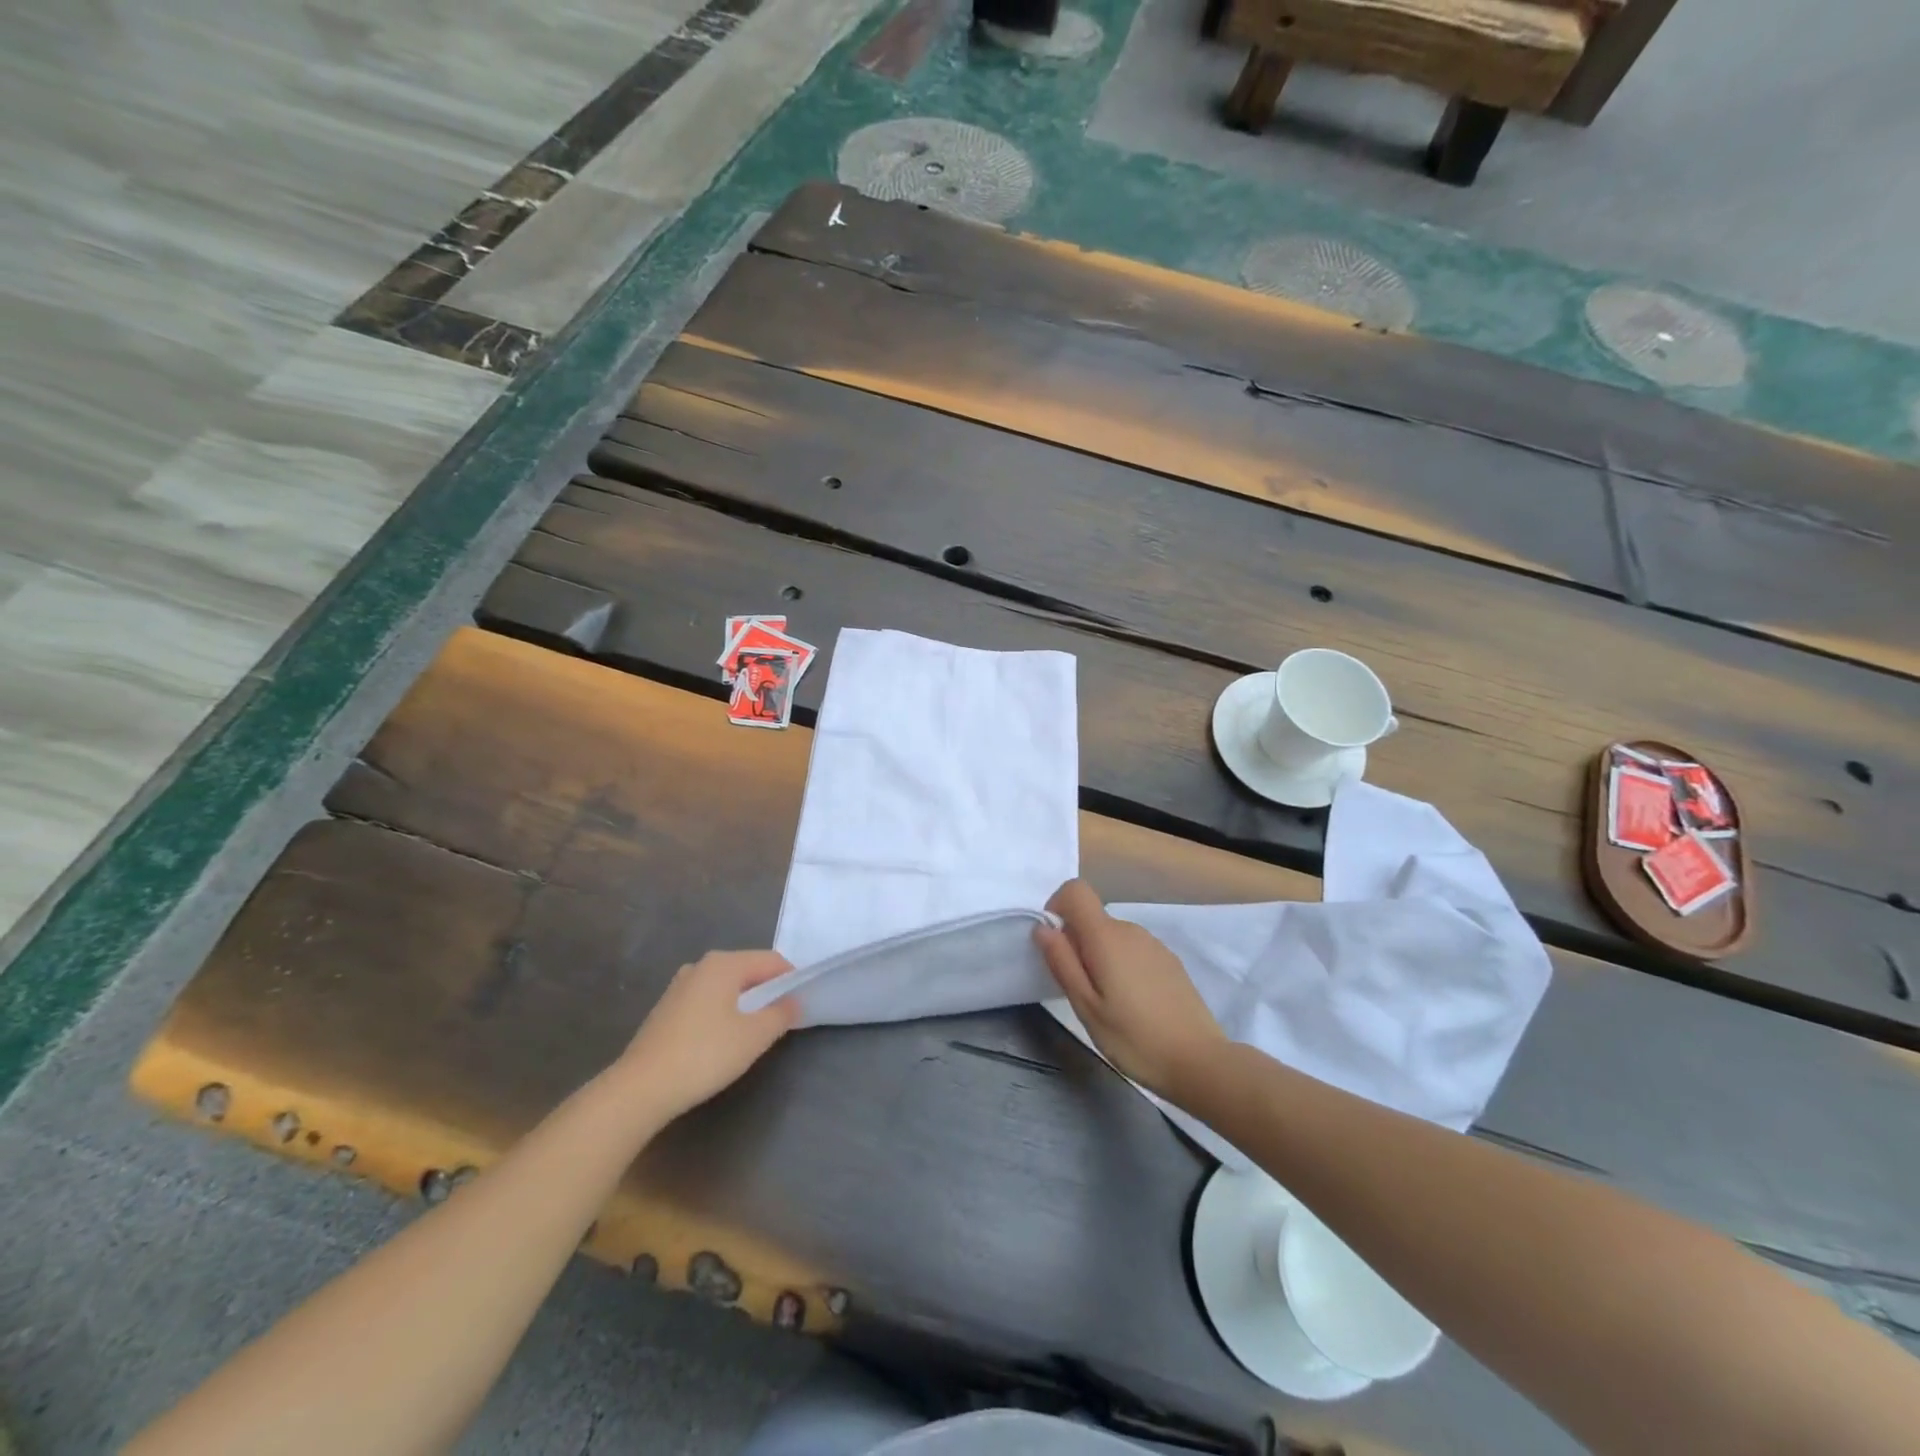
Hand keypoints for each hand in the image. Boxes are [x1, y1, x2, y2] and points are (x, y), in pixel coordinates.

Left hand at [617, 950, 797, 1118]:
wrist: (640, 1088)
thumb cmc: (704, 1055)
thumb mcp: (754, 1036)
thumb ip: (781, 1014)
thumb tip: (794, 1001)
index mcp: (724, 964)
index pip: (771, 961)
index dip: (791, 979)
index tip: (802, 1004)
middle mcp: (700, 966)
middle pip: (747, 970)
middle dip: (767, 991)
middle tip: (781, 1019)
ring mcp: (679, 986)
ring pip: (725, 987)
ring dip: (744, 1003)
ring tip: (753, 1032)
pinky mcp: (666, 1009)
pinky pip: (706, 1001)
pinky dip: (722, 1012)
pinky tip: (720, 1041)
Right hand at [1035, 880, 1227, 1099]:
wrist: (1200, 1061)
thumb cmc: (1134, 1038)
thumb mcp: (1086, 1007)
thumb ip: (1062, 963)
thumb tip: (1043, 928)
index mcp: (1107, 936)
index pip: (1076, 891)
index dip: (1058, 908)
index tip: (1056, 945)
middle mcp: (1131, 930)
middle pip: (1093, 918)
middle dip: (1077, 943)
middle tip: (1080, 990)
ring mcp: (1154, 944)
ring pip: (1112, 936)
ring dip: (1100, 957)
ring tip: (1108, 1002)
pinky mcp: (1169, 960)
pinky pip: (1133, 949)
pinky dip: (1122, 965)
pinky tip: (1133, 1004)